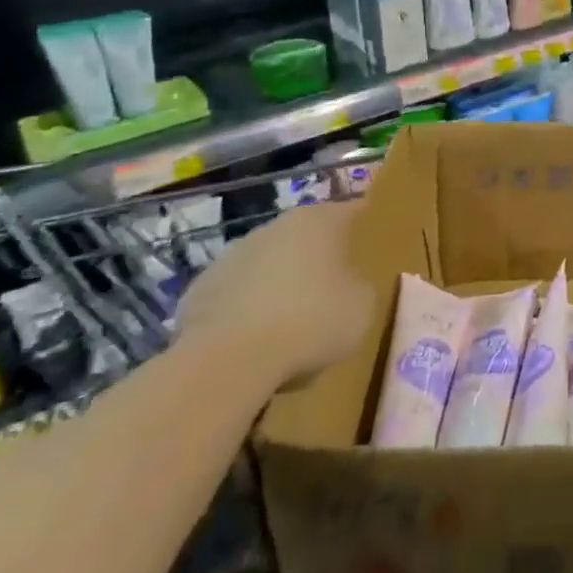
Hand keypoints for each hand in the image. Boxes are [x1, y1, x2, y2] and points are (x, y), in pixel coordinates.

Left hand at [176, 200, 376, 387]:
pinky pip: (236, 294)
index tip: (373, 240)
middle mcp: (275, 227)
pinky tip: (255, 338)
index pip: (352, 210)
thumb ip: (360, 285)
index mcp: (320, 221)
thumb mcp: (363, 306)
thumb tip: (348, 285)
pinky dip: (247, 308)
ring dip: (280, 282)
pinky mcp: (199, 290)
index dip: (364, 224)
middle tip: (334, 287)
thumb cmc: (311, 321)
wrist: (227, 362)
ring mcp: (232, 256)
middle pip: (306, 236)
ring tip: (291, 321)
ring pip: (268, 263)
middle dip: (318, 256)